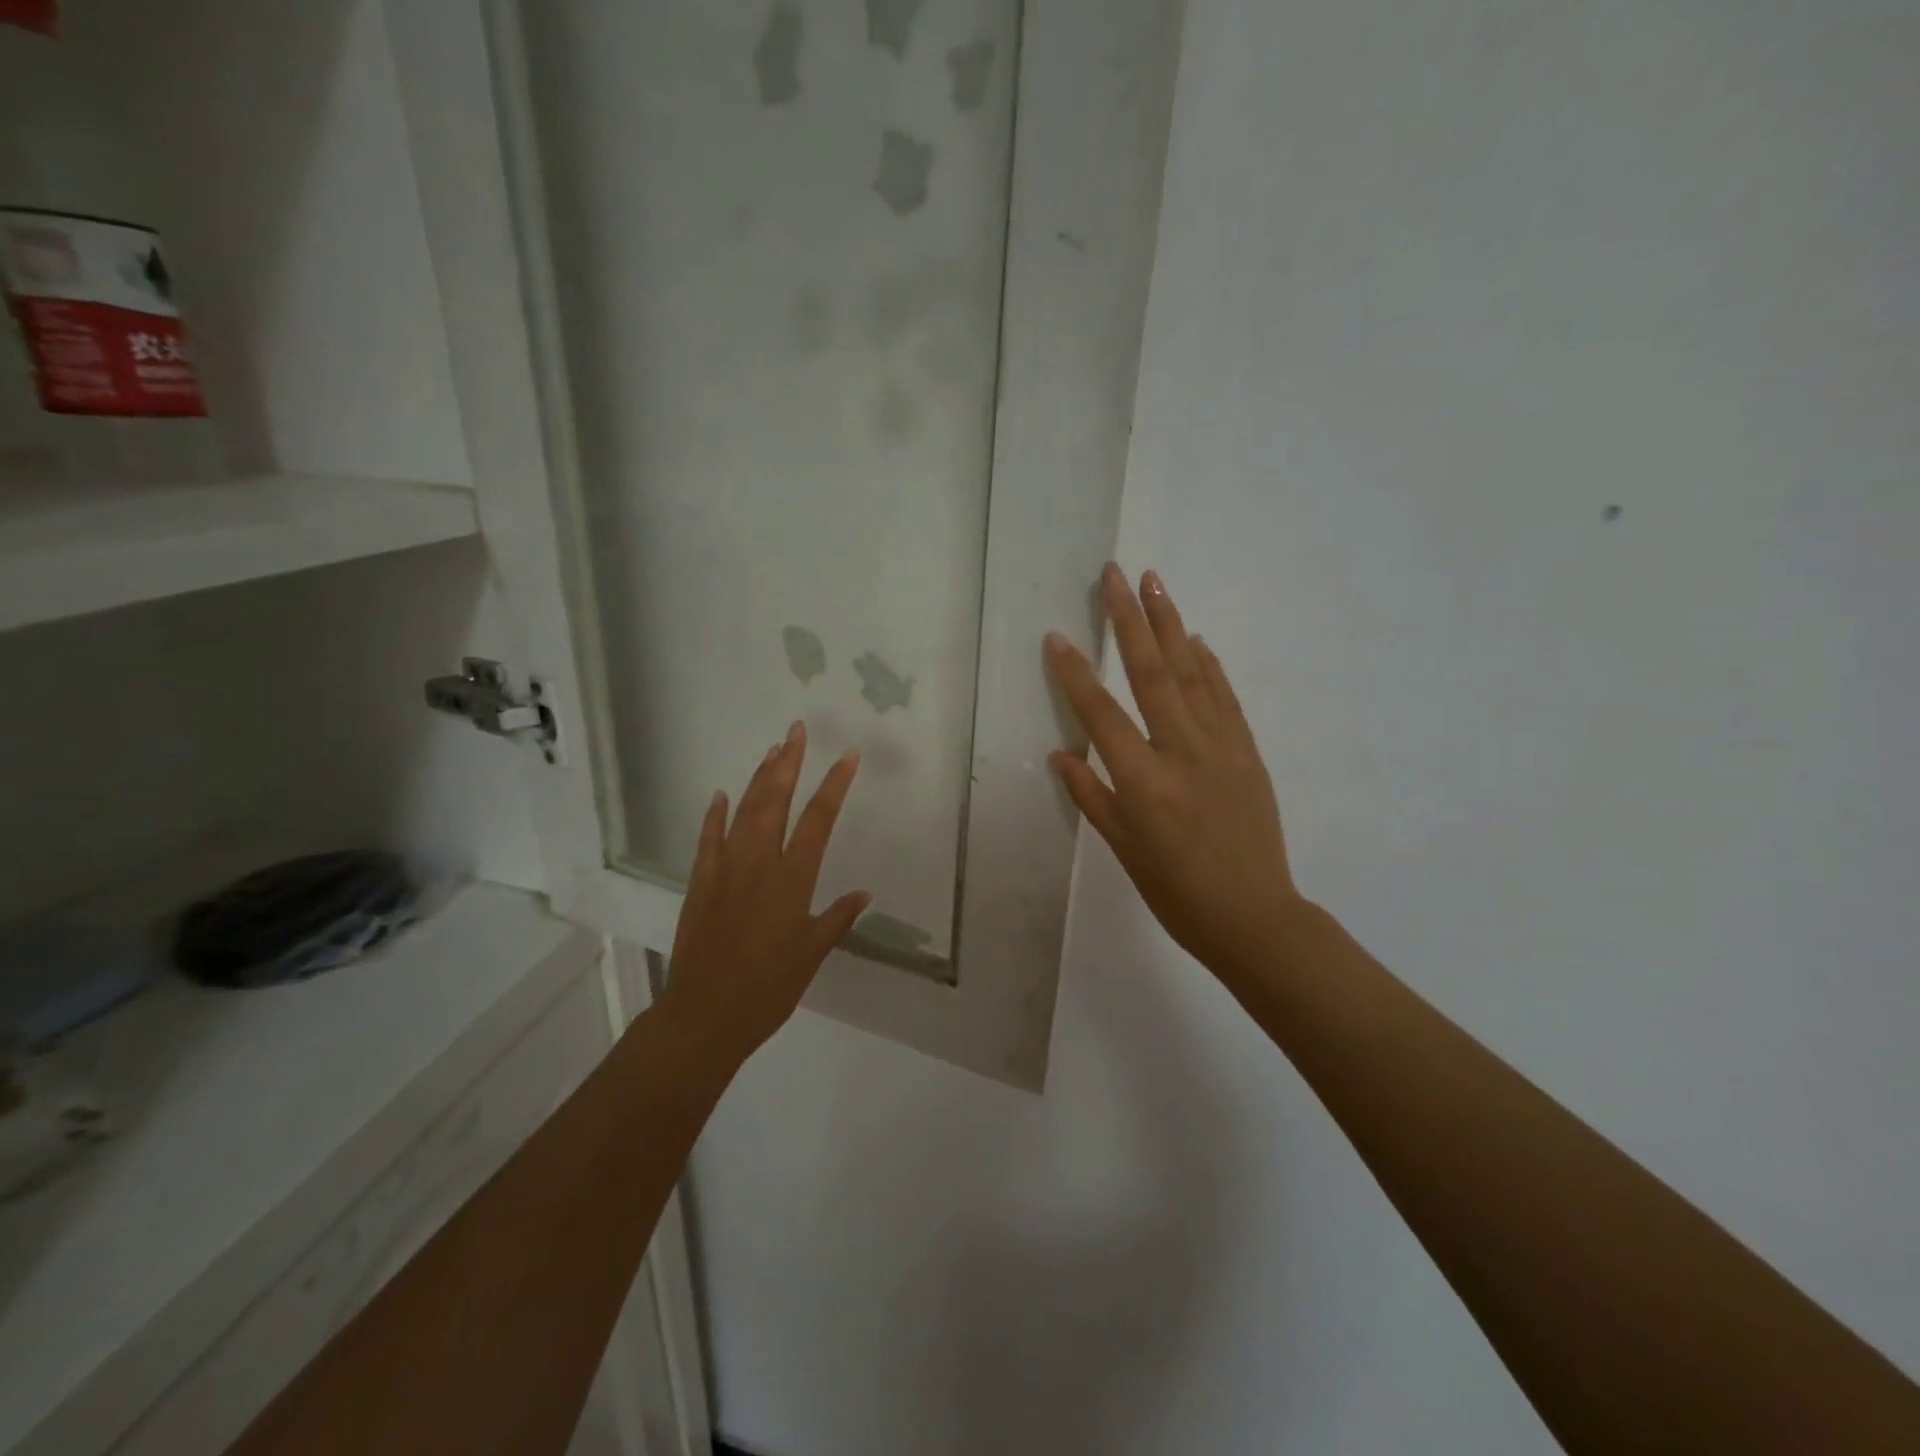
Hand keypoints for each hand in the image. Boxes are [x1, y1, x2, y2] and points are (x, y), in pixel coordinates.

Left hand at [658, 722, 870, 1063]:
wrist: (704, 1015)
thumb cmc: (768, 989)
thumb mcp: (812, 955)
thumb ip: (837, 918)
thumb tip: (864, 893)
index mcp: (792, 879)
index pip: (819, 819)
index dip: (835, 784)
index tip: (848, 756)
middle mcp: (759, 863)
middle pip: (776, 800)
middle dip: (789, 762)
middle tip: (796, 730)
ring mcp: (725, 868)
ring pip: (743, 811)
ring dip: (758, 778)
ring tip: (773, 750)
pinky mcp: (700, 882)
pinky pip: (708, 838)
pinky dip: (715, 814)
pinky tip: (720, 794)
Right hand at [1046, 564, 1303, 985]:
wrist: (1255, 917)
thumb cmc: (1177, 893)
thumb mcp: (1124, 850)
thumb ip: (1091, 795)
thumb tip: (1062, 752)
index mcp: (1144, 782)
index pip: (1102, 714)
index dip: (1075, 674)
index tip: (1056, 636)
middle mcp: (1183, 752)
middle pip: (1152, 674)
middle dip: (1130, 620)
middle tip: (1116, 574)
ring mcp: (1222, 748)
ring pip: (1192, 674)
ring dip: (1171, 626)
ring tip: (1155, 584)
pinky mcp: (1248, 752)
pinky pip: (1225, 698)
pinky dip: (1209, 665)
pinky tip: (1195, 640)